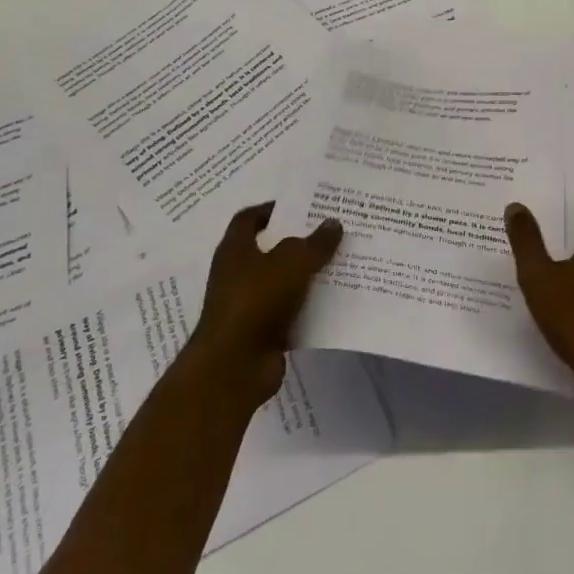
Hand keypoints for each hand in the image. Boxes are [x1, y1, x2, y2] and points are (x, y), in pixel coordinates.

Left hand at [186, 203, 342, 410]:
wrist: (234, 367)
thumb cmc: (257, 301)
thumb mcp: (292, 262)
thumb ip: (315, 243)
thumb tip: (333, 223)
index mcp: (235, 249)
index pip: (249, 218)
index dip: (272, 209)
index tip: (301, 206)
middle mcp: (237, 274)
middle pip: (270, 249)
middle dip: (298, 241)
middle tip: (330, 232)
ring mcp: (247, 305)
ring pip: (282, 281)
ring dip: (306, 275)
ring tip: (339, 264)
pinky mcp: (260, 332)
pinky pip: (289, 311)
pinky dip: (308, 306)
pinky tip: (334, 300)